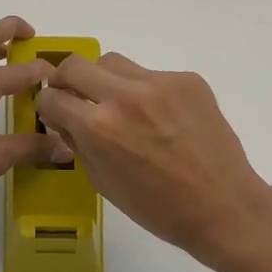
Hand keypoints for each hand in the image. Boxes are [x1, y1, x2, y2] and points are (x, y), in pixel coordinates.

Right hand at [35, 52, 271, 263]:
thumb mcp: (103, 183)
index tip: (58, 113)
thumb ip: (79, 145)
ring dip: (107, 81)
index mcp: (98, 127)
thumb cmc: (157, 208)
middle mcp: (124, 95)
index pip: (52, 96)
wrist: (222, 206)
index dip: (50, 106)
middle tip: (78, 97)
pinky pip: (153, 76)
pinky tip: (164, 120)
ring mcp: (159, 83)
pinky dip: (148, 93)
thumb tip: (67, 121)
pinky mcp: (188, 80)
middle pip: (76, 65)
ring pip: (115, 63)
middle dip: (68, 80)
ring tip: (123, 107)